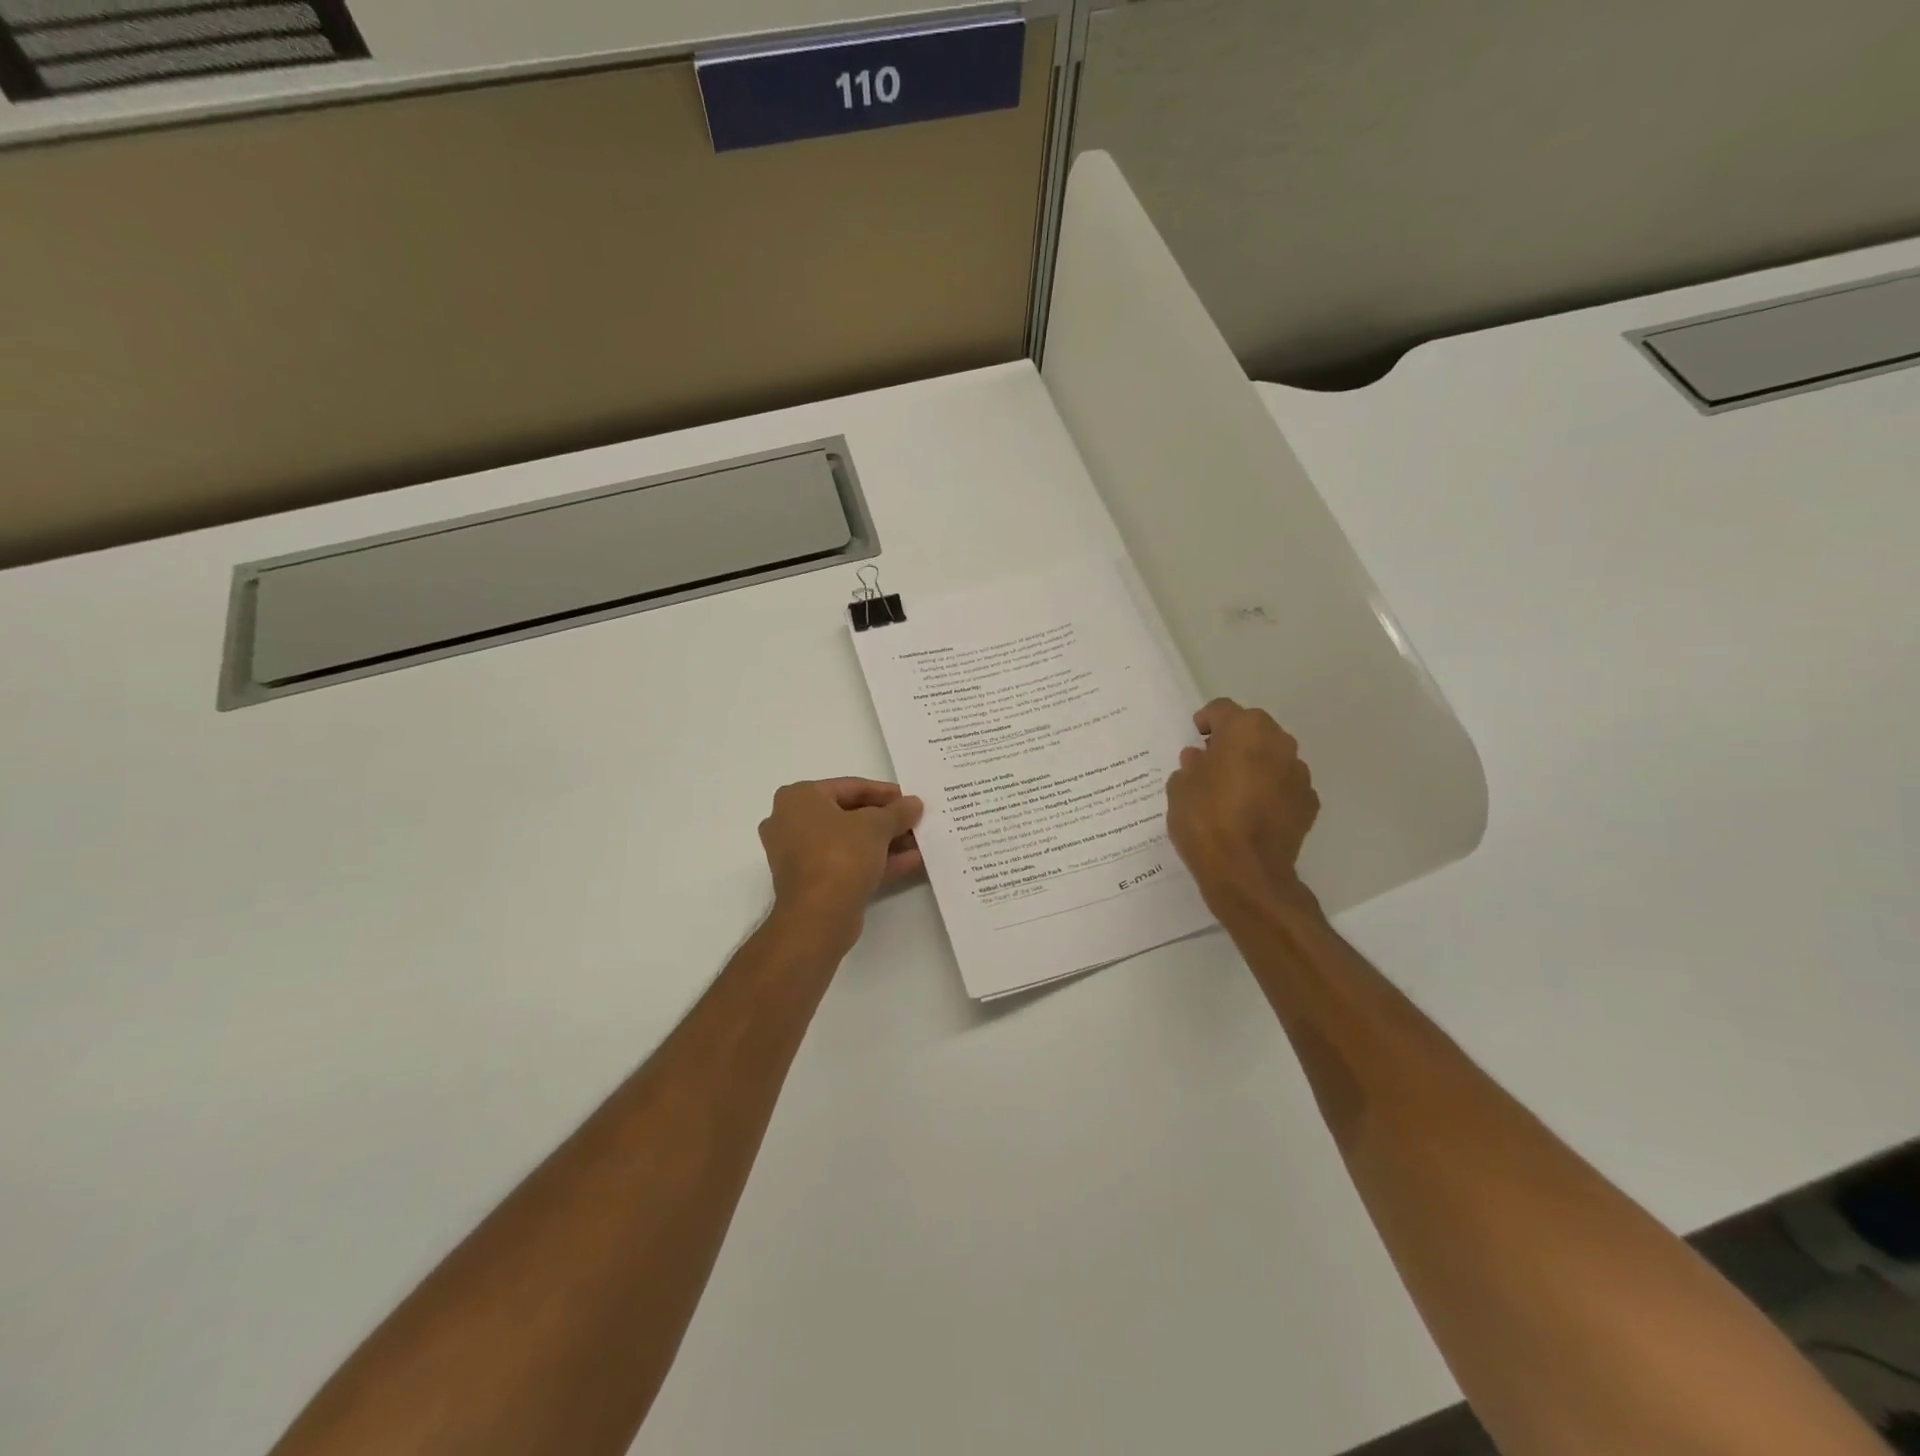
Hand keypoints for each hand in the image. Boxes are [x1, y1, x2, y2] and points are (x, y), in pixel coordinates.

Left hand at [759, 778, 924, 952]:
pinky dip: (875, 861)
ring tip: (919, 842)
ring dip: (884, 842)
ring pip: (849, 842)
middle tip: (914, 821)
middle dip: (885, 820)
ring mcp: (798, 855)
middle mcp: (791, 822)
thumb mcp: (876, 825)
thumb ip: (897, 811)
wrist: (818, 915)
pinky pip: (846, 863)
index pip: (849, 787)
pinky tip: (911, 861)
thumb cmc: (840, 854)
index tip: (910, 799)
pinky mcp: (811, 882)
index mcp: (798, 798)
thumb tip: (914, 803)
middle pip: (848, 815)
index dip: (884, 792)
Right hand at [1165, 699, 1320, 914]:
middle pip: (1253, 729)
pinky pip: (1285, 786)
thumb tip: (1199, 760)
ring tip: (1233, 790)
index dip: (1206, 721)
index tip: (1195, 736)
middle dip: (1234, 741)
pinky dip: (1271, 791)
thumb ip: (1190, 767)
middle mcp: (1278, 742)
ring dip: (1255, 765)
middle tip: (1212, 762)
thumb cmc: (1205, 821)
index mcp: (1244, 730)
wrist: (1246, 873)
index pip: (1222, 710)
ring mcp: (1299, 773)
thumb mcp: (1180, 789)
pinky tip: (1253, 813)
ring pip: (1273, 757)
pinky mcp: (1309, 803)